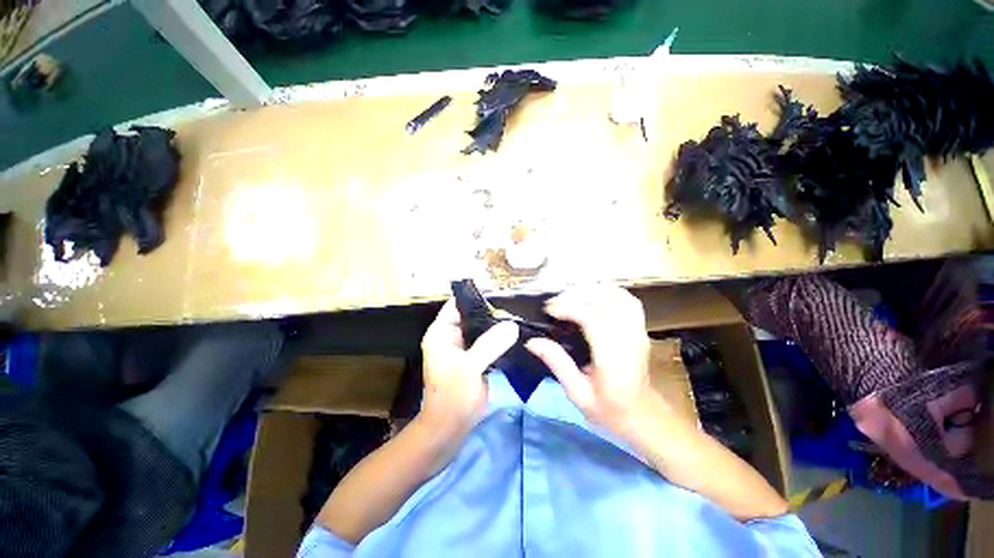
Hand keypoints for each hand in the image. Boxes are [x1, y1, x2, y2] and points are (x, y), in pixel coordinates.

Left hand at [419, 299, 518, 439]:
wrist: (451, 428)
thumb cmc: (452, 397)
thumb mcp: (469, 367)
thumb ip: (490, 344)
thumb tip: (512, 324)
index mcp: (442, 332)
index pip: (458, 304)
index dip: (476, 297)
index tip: (501, 294)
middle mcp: (452, 336)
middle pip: (473, 315)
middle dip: (492, 311)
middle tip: (516, 307)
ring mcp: (466, 347)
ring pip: (483, 328)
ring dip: (498, 325)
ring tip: (520, 318)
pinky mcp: (476, 358)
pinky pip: (489, 342)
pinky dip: (501, 339)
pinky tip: (517, 335)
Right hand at [526, 285, 652, 437]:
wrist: (643, 417)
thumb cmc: (609, 410)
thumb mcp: (577, 393)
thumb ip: (556, 363)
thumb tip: (532, 341)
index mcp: (613, 358)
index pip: (593, 319)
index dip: (569, 308)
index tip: (549, 310)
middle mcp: (629, 339)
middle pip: (603, 302)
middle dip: (575, 296)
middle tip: (555, 304)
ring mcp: (638, 331)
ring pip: (616, 296)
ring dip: (591, 291)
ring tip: (570, 297)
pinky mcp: (640, 328)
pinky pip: (626, 300)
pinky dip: (608, 292)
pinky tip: (592, 295)